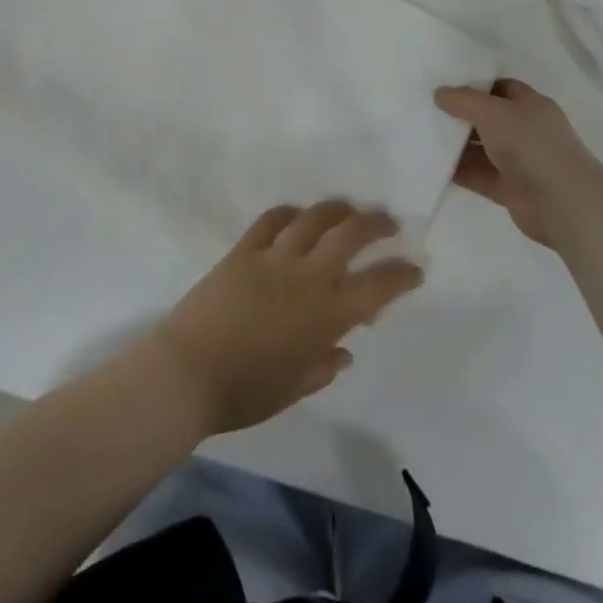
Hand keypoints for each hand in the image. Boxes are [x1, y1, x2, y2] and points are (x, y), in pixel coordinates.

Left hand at [149, 202, 422, 436]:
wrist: (186, 374)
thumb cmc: (245, 393)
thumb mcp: (293, 389)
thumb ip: (322, 367)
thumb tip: (343, 350)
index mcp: (327, 315)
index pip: (378, 287)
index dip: (402, 275)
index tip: (416, 269)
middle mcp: (307, 277)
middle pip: (350, 235)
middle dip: (376, 224)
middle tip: (388, 223)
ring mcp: (274, 258)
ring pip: (315, 219)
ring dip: (338, 209)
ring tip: (348, 209)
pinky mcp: (244, 250)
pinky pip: (272, 220)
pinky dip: (289, 213)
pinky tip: (297, 215)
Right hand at [434, 79, 602, 246]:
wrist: (560, 201)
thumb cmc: (530, 143)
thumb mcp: (493, 111)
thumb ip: (464, 101)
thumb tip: (439, 93)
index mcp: (529, 104)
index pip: (500, 87)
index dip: (474, 85)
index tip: (444, 86)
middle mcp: (525, 130)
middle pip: (488, 118)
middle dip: (461, 116)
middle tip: (426, 111)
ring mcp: (518, 161)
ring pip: (482, 149)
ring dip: (457, 146)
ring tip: (423, 138)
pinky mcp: (509, 189)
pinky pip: (479, 176)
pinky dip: (460, 172)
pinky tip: (433, 167)